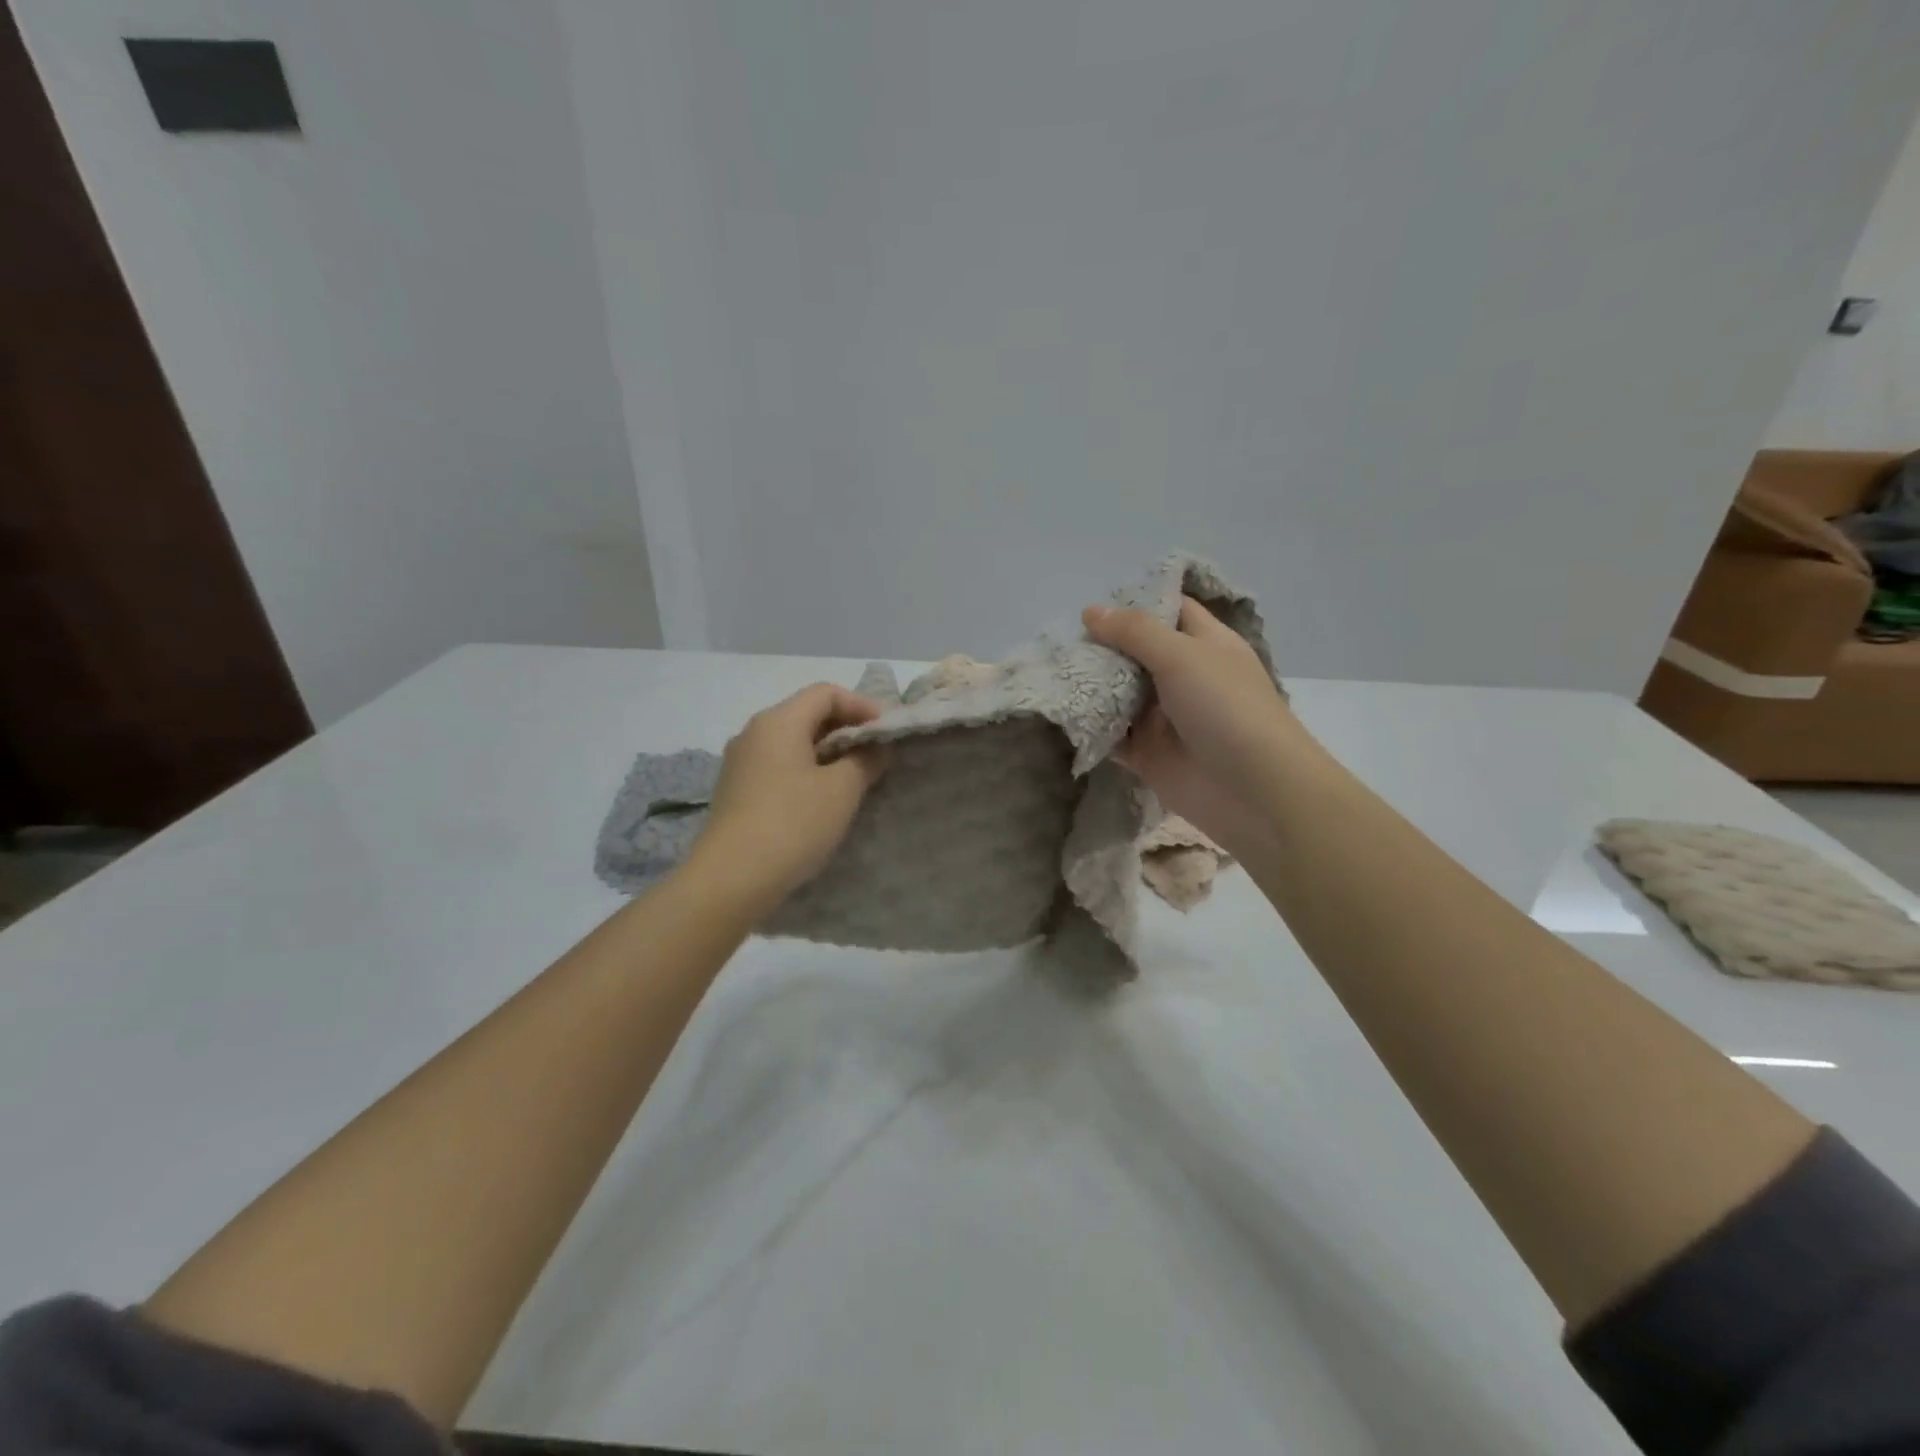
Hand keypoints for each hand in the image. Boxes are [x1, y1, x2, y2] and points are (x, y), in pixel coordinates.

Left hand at [688, 684, 888, 912]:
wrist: (732, 878)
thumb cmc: (793, 823)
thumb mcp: (842, 790)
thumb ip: (864, 760)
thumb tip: (873, 749)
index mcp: (778, 721)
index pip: (825, 693)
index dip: (862, 705)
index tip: (886, 732)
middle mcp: (754, 733)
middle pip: (807, 714)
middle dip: (846, 729)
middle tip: (876, 755)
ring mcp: (741, 763)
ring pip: (792, 743)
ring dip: (827, 753)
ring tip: (855, 778)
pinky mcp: (736, 791)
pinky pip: (779, 766)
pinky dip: (806, 771)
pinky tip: (823, 799)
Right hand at [1082, 596, 1302, 855]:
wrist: (1252, 790)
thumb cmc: (1225, 708)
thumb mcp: (1182, 655)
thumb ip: (1134, 631)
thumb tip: (1090, 611)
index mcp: (1204, 644)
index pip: (1169, 610)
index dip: (1136, 600)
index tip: (1092, 596)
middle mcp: (1183, 676)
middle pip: (1136, 652)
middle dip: (1101, 644)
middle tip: (1056, 636)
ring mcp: (1164, 717)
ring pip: (1119, 693)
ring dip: (1089, 684)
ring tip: (1047, 668)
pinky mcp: (1147, 753)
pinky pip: (1112, 734)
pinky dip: (1089, 726)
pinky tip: (1057, 712)